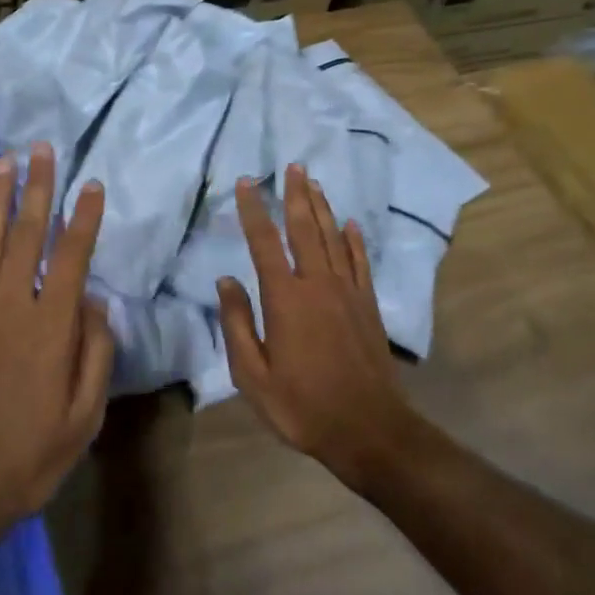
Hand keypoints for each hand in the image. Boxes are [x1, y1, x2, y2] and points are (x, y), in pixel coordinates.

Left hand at [0, 143, 112, 554]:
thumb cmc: (24, 461)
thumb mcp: (82, 421)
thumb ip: (94, 356)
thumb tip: (96, 304)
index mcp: (50, 328)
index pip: (71, 257)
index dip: (83, 218)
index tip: (90, 184)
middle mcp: (9, 306)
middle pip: (27, 235)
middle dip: (37, 188)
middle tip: (42, 149)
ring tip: (8, 163)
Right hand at [218, 164, 417, 491]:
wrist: (368, 429)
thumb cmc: (302, 405)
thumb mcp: (252, 375)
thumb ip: (237, 324)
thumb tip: (226, 280)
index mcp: (285, 298)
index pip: (264, 242)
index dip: (253, 210)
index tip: (246, 183)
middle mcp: (317, 284)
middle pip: (305, 228)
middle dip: (296, 195)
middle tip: (293, 165)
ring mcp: (348, 292)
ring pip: (333, 238)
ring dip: (322, 208)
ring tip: (314, 182)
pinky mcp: (369, 305)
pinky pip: (360, 262)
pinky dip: (354, 239)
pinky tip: (350, 223)